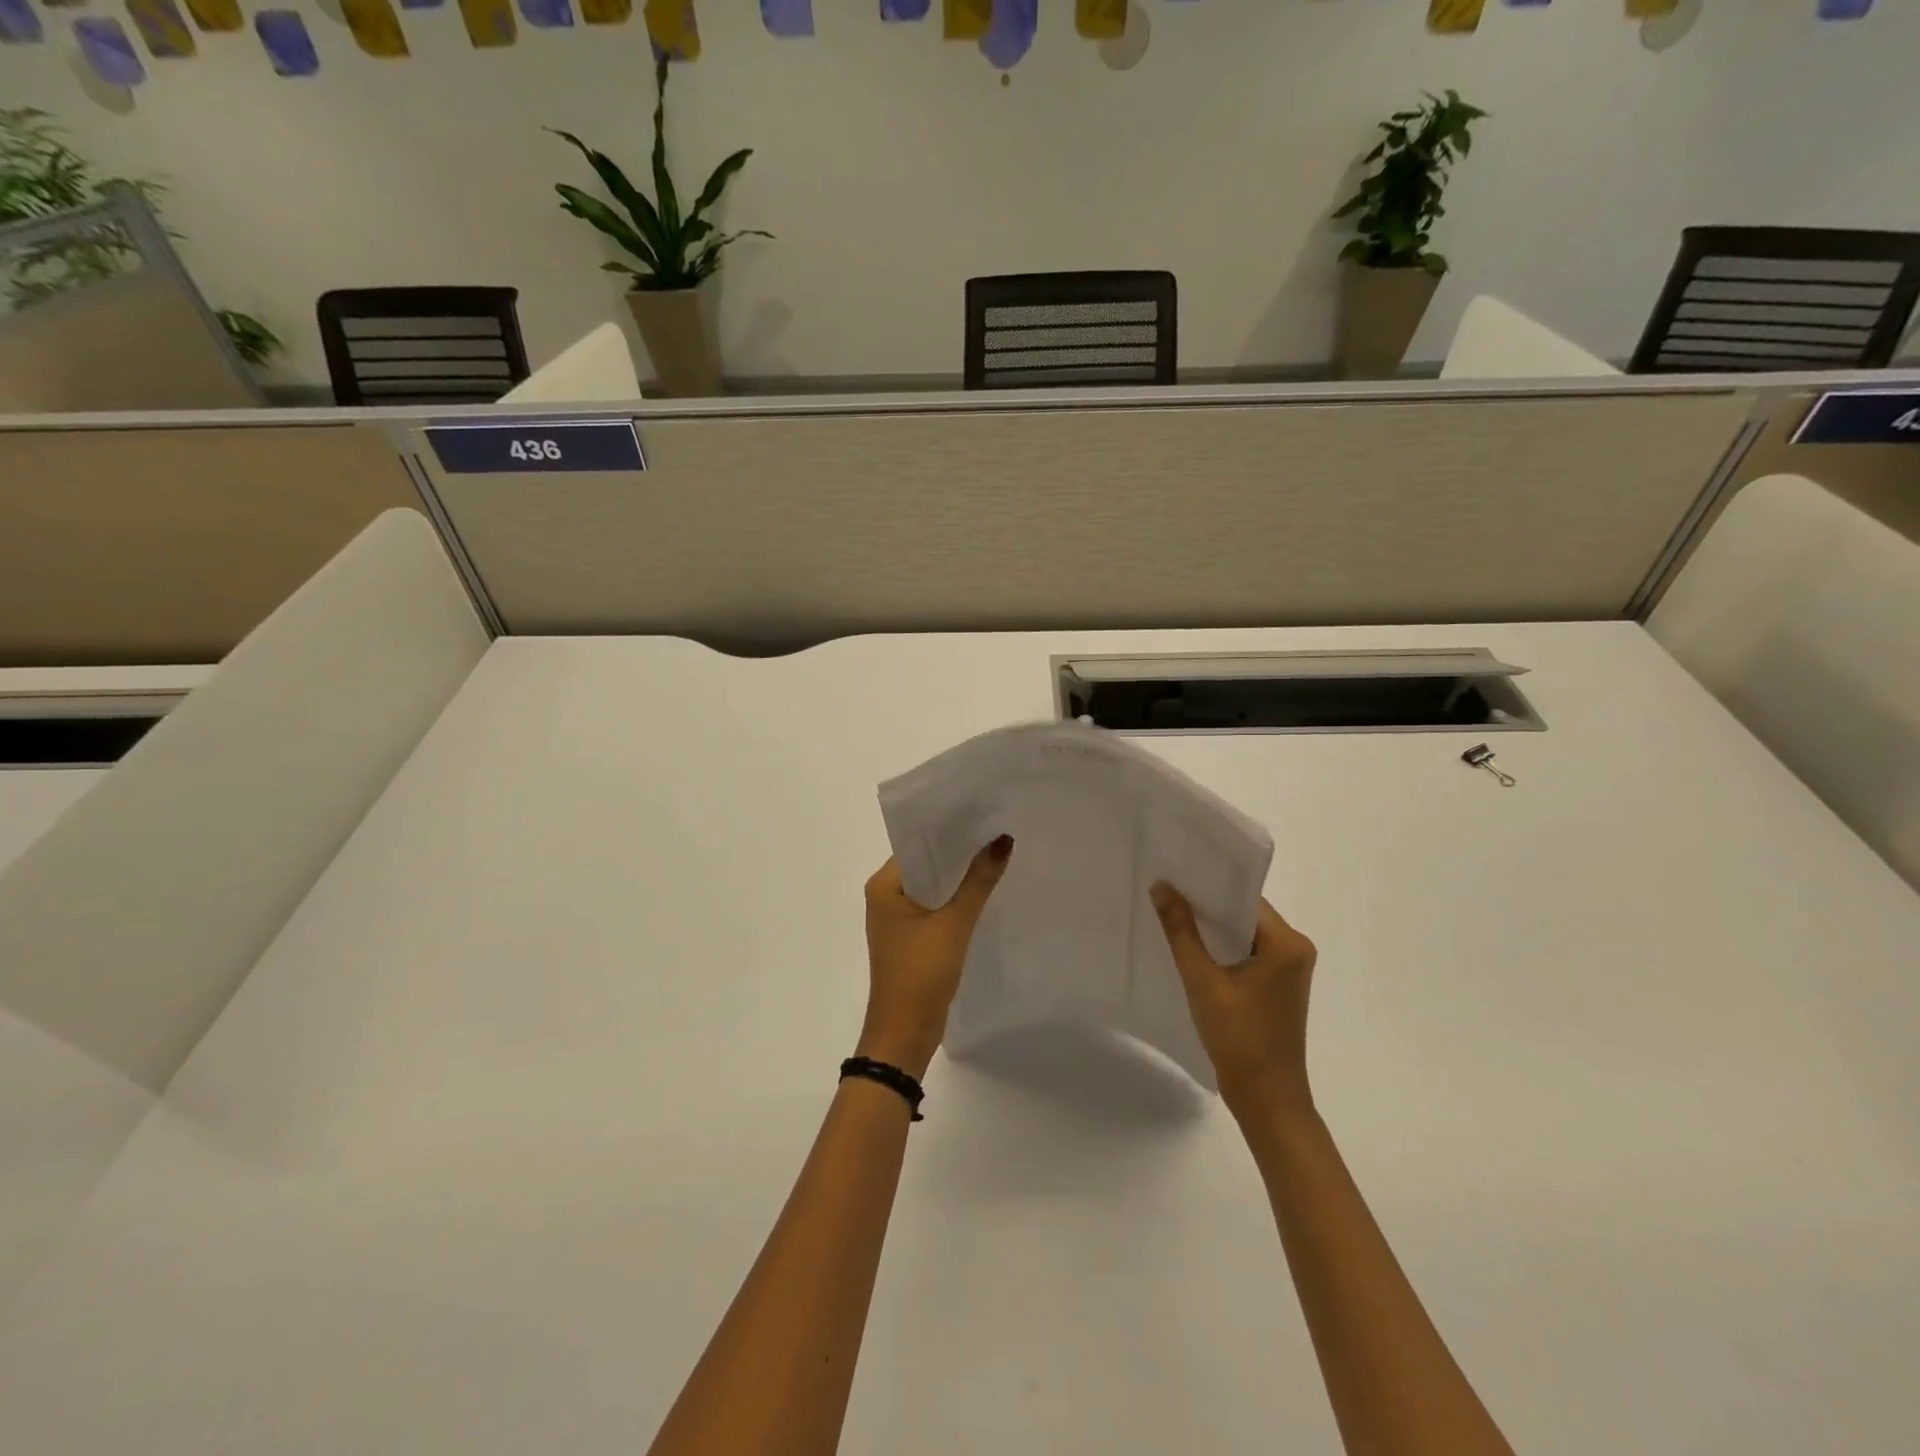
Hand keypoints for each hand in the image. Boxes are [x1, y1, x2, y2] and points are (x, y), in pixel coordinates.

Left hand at [858, 837, 1013, 1079]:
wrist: (905, 1033)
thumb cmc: (921, 972)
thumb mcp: (954, 923)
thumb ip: (978, 881)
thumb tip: (1003, 840)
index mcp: (883, 886)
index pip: (917, 844)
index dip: (949, 830)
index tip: (983, 814)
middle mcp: (886, 896)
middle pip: (926, 863)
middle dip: (959, 852)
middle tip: (997, 831)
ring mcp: (898, 919)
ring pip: (933, 886)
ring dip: (959, 877)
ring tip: (997, 854)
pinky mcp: (912, 938)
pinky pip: (936, 907)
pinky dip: (956, 899)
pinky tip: (985, 891)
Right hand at [1151, 884, 1317, 1118]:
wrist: (1267, 1099)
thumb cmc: (1239, 1038)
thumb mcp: (1203, 981)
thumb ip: (1181, 931)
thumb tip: (1161, 887)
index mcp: (1287, 943)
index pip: (1245, 898)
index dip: (1209, 885)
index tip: (1175, 874)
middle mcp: (1295, 950)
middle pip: (1245, 914)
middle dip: (1207, 905)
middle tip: (1166, 891)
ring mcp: (1288, 970)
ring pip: (1244, 935)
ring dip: (1213, 929)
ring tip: (1172, 914)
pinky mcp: (1277, 988)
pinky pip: (1247, 954)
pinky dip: (1222, 950)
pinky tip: (1191, 948)